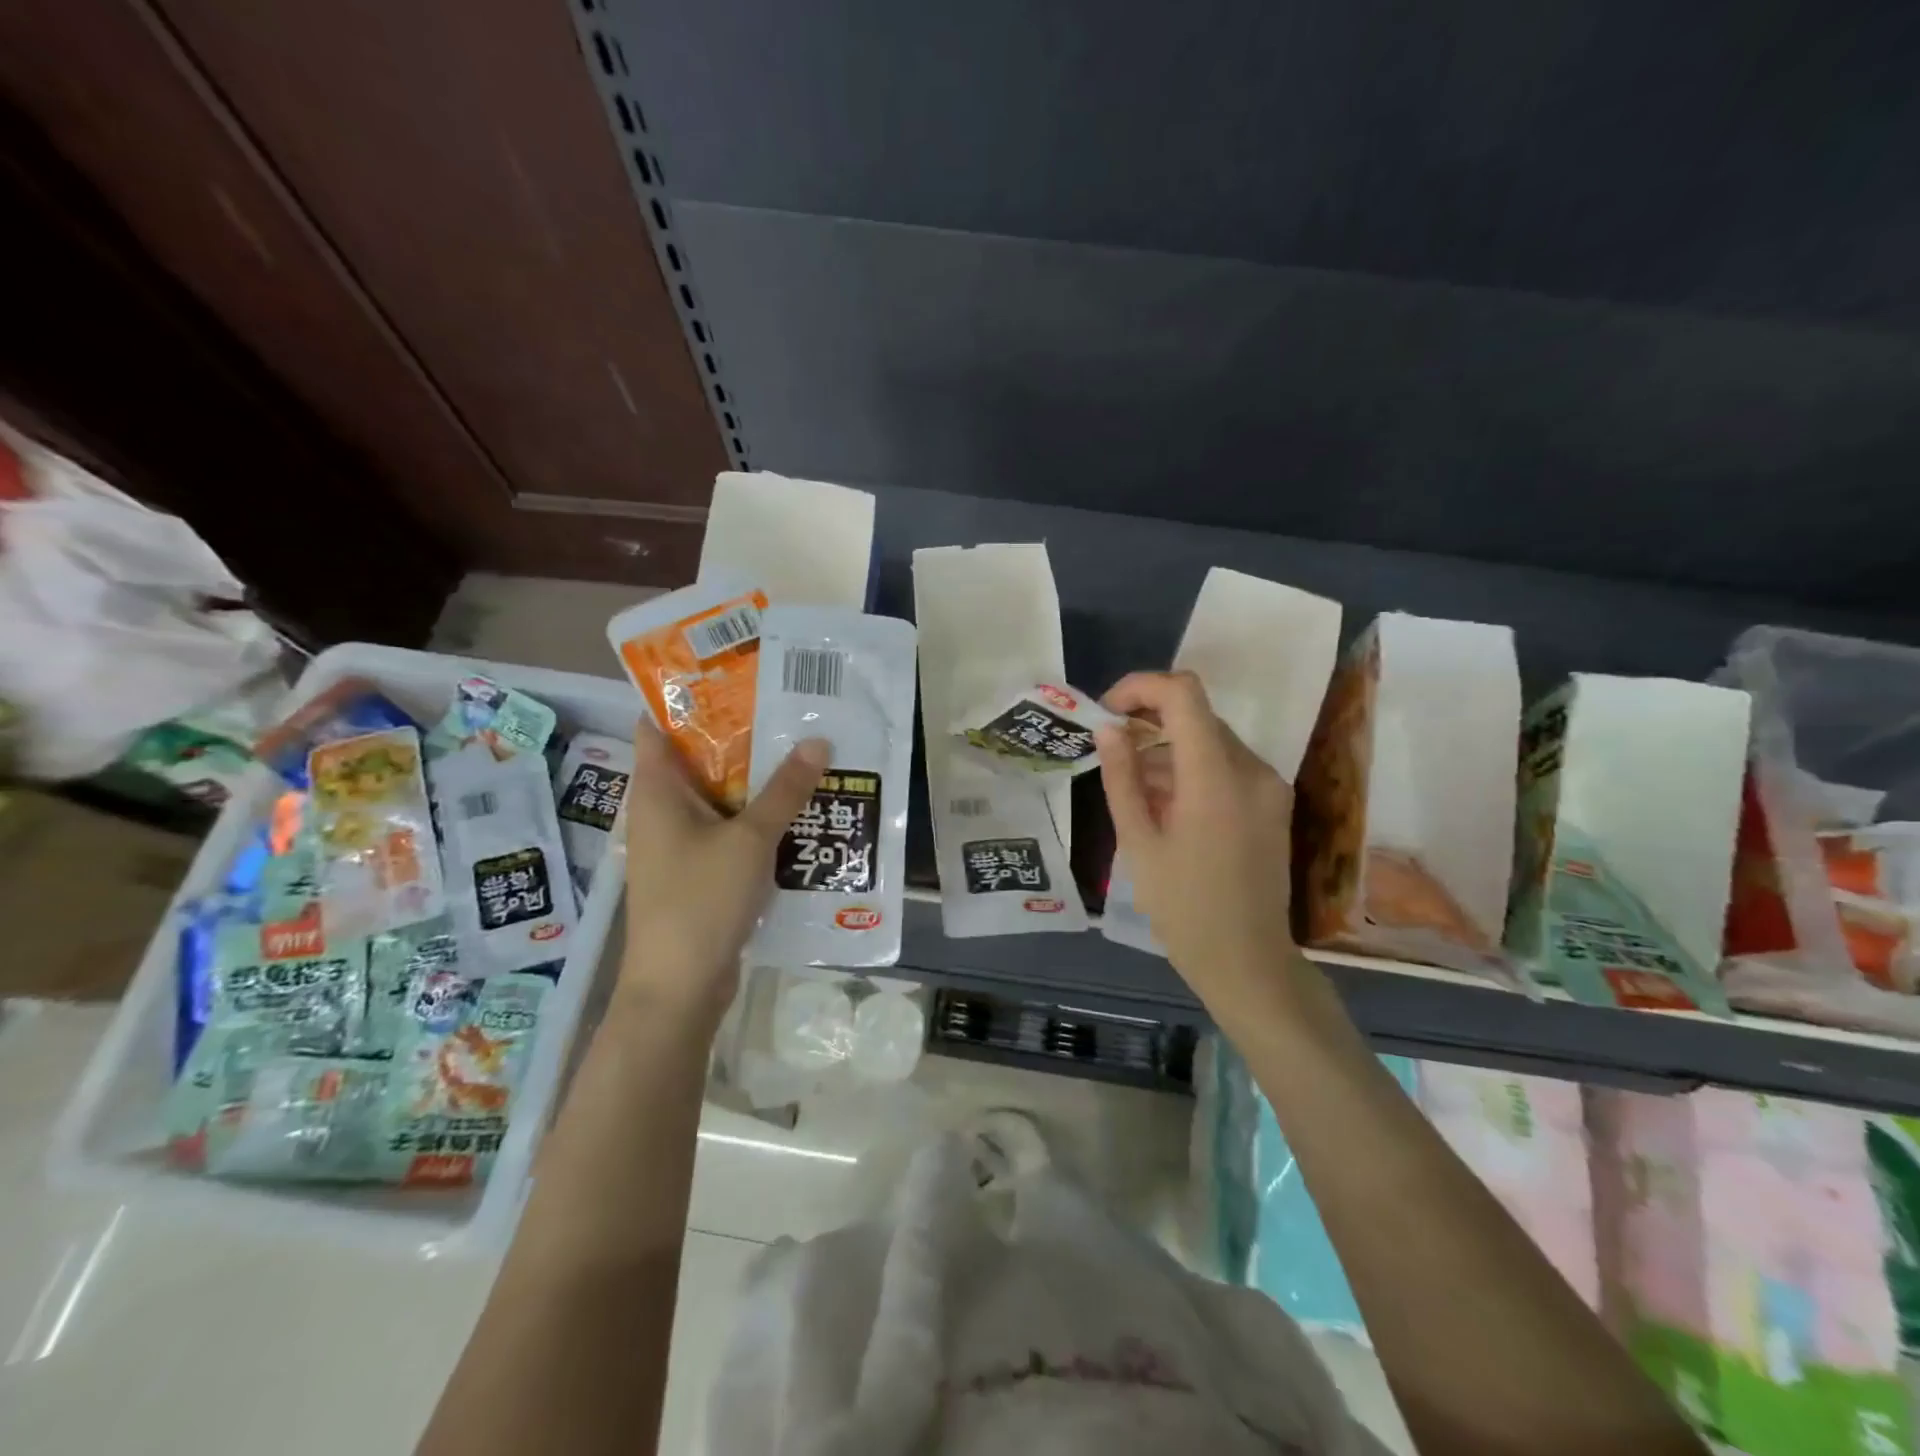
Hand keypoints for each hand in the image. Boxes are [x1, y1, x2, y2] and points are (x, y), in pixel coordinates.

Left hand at [621, 721, 827, 1029]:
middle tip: (788, 710)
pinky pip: (729, 831)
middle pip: (697, 759)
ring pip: (719, 797)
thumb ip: (784, 790)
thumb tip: (818, 741)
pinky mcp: (699, 873)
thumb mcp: (749, 839)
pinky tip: (797, 810)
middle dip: (740, 736)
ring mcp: (680, 844)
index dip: (688, 698)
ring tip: (802, 751)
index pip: (657, 725)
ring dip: (754, 780)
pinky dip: (756, 818)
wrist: (679, 989)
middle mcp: (662, 811)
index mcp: (656, 791)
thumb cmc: (701, 901)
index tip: (734, 678)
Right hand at [1098, 671, 1298, 1006]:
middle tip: (1113, 755)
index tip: (1108, 712)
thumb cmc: (1184, 909)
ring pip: (1211, 740)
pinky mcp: (1273, 803)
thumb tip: (1108, 729)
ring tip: (1136, 792)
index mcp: (1217, 777)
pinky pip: (1227, 766)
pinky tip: (1167, 806)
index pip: (1183, 694)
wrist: (1248, 963)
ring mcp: (1269, 786)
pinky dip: (1193, 770)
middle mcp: (1252, 770)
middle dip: (1150, 722)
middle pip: (1197, 716)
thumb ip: (1122, 778)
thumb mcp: (1139, 843)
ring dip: (1169, 749)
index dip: (1141, 687)